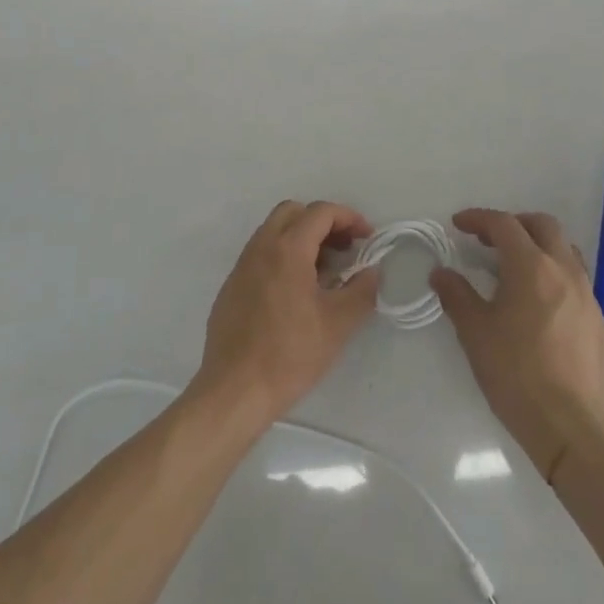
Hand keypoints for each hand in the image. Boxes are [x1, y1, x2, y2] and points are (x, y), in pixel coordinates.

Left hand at [192, 200, 380, 426]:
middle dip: (323, 222)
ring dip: (302, 238)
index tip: (367, 237)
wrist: (234, 390)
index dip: (349, 218)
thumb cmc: (290, 354)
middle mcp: (261, 247)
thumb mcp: (337, 324)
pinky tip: (295, 292)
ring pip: (274, 231)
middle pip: (294, 212)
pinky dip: (283, 256)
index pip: (320, 212)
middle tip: (344, 247)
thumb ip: (361, 291)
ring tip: (324, 272)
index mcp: (287, 249)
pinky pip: (261, 254)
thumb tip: (372, 272)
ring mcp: (242, 265)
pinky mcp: (232, 286)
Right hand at [431, 209, 603, 480]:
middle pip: (543, 226)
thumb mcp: (475, 334)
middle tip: (489, 240)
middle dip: (514, 224)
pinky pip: (575, 280)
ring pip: (564, 250)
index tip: (458, 225)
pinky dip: (553, 275)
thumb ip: (456, 295)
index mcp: (531, 267)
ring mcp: (587, 295)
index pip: (504, 224)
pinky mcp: (598, 321)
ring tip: (515, 268)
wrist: (573, 429)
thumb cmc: (517, 375)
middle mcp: (564, 271)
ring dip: (538, 246)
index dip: (478, 219)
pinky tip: (538, 304)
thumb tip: (441, 273)